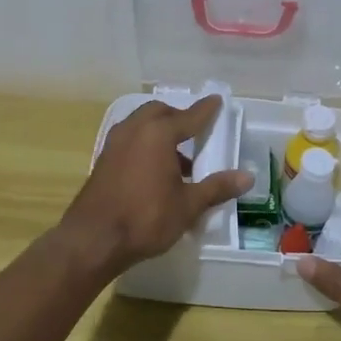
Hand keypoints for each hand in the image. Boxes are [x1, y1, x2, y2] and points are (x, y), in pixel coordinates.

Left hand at [60, 96, 252, 278]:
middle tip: (195, 133)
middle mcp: (134, 130)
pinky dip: (145, 144)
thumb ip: (217, 187)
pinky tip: (155, 170)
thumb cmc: (146, 218)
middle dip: (178, 118)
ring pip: (141, 124)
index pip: (189, 116)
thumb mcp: (188, 205)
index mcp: (158, 133)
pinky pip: (130, 139)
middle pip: (160, 112)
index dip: (205, 110)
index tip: (216, 100)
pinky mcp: (103, 159)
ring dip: (160, 132)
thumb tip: (247, 177)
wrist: (93, 239)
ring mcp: (115, 143)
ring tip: (179, 160)